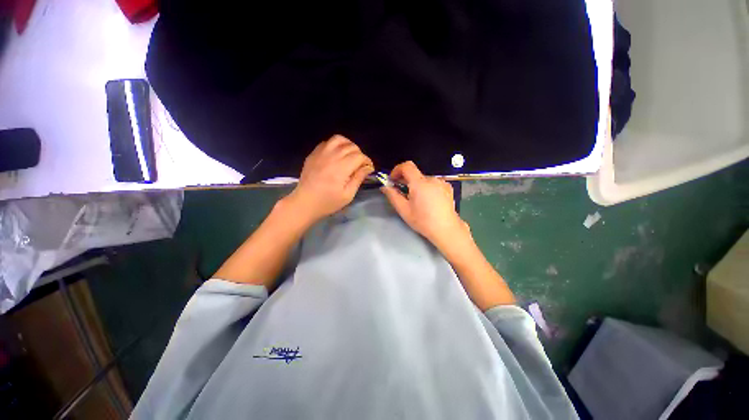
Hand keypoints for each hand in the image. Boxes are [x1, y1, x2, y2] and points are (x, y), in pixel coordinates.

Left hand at [286, 135, 373, 224]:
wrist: (305, 202)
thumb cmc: (328, 202)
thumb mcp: (348, 195)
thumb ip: (358, 178)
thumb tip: (368, 167)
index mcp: (341, 167)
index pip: (359, 156)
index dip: (367, 161)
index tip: (369, 169)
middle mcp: (332, 156)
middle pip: (351, 146)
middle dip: (359, 154)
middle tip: (360, 165)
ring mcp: (321, 153)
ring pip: (339, 139)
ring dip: (348, 145)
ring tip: (350, 155)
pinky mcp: (313, 154)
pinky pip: (327, 142)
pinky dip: (336, 145)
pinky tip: (337, 155)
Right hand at [381, 161, 471, 255]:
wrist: (446, 229)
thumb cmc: (423, 221)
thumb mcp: (404, 210)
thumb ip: (393, 196)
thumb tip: (385, 187)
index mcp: (419, 183)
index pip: (407, 166)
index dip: (397, 170)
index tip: (393, 179)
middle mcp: (431, 179)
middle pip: (415, 174)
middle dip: (406, 180)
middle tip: (402, 193)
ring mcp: (441, 182)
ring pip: (424, 179)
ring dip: (417, 185)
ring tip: (417, 200)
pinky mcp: (448, 187)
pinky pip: (433, 183)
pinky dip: (427, 187)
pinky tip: (428, 200)